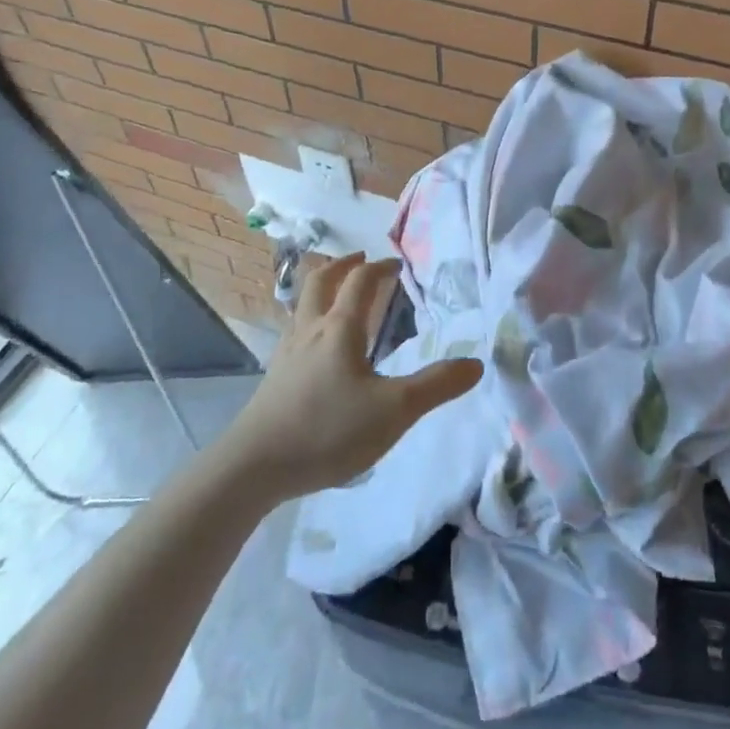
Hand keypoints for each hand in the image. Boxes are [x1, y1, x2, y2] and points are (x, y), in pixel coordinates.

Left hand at [213, 253, 482, 502]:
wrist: (254, 467)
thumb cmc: (328, 430)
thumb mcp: (393, 412)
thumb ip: (436, 386)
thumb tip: (476, 363)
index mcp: (340, 329)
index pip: (361, 282)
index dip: (380, 268)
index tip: (397, 264)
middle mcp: (310, 331)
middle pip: (320, 282)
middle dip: (341, 266)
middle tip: (359, 261)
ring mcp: (287, 354)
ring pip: (302, 306)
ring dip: (321, 290)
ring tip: (336, 295)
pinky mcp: (273, 379)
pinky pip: (293, 333)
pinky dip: (308, 321)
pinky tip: (315, 347)